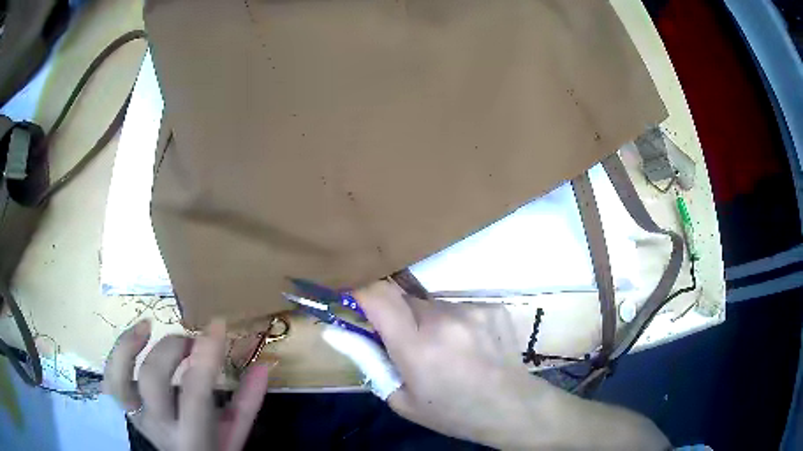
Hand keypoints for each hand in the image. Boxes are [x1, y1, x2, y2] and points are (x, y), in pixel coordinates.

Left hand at [103, 318, 269, 450]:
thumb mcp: (236, 433)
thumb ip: (248, 401)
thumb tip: (265, 364)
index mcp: (194, 437)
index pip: (196, 392)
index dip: (206, 355)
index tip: (217, 325)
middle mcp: (160, 428)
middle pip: (153, 380)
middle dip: (172, 349)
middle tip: (191, 341)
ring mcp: (138, 418)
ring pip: (118, 380)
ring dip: (128, 346)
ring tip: (147, 326)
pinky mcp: (127, 410)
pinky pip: (110, 382)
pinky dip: (116, 356)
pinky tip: (134, 338)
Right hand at [328, 281, 669, 449]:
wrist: (512, 407)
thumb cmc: (453, 412)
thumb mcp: (402, 400)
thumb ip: (369, 362)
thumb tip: (339, 332)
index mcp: (417, 347)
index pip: (377, 296)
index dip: (360, 292)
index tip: (354, 303)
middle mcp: (443, 320)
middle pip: (403, 297)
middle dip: (395, 314)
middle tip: (405, 342)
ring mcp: (472, 309)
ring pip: (431, 302)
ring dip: (426, 319)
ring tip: (443, 348)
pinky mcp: (492, 306)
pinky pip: (458, 305)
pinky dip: (452, 321)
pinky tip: (467, 345)